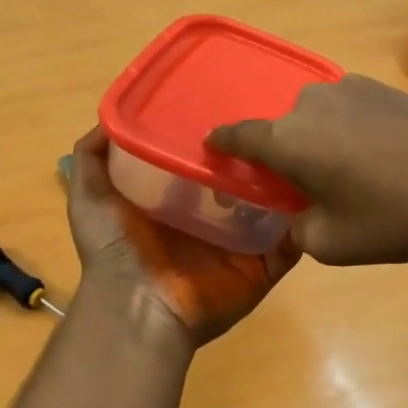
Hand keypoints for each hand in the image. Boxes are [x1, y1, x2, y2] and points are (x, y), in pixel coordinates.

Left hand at [64, 127, 298, 349]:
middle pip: (245, 180)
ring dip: (290, 183)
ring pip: (275, 206)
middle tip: (281, 123)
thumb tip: (110, 118)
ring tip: (308, 151)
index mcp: (180, 200)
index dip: (221, 136)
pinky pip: (292, 242)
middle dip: (261, 155)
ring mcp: (241, 243)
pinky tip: (318, 194)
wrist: (139, 307)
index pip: (208, 160)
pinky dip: (306, 223)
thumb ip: (93, 157)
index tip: (237, 100)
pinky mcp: (263, 266)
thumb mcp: (90, 196)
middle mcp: (214, 218)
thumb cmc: (116, 249)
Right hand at [208, 75, 407, 265]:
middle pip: (282, 128)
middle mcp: (312, 103)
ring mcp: (351, 89)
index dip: (223, 144)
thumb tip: (298, 214)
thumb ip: (297, 228)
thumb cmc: (396, 218)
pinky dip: (347, 130)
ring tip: (348, 173)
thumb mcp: (333, 243)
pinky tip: (377, 156)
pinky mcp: (384, 88)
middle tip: (301, 186)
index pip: (239, 135)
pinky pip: (348, 109)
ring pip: (317, 117)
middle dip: (282, 154)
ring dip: (318, 140)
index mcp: (290, 139)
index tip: (214, 149)